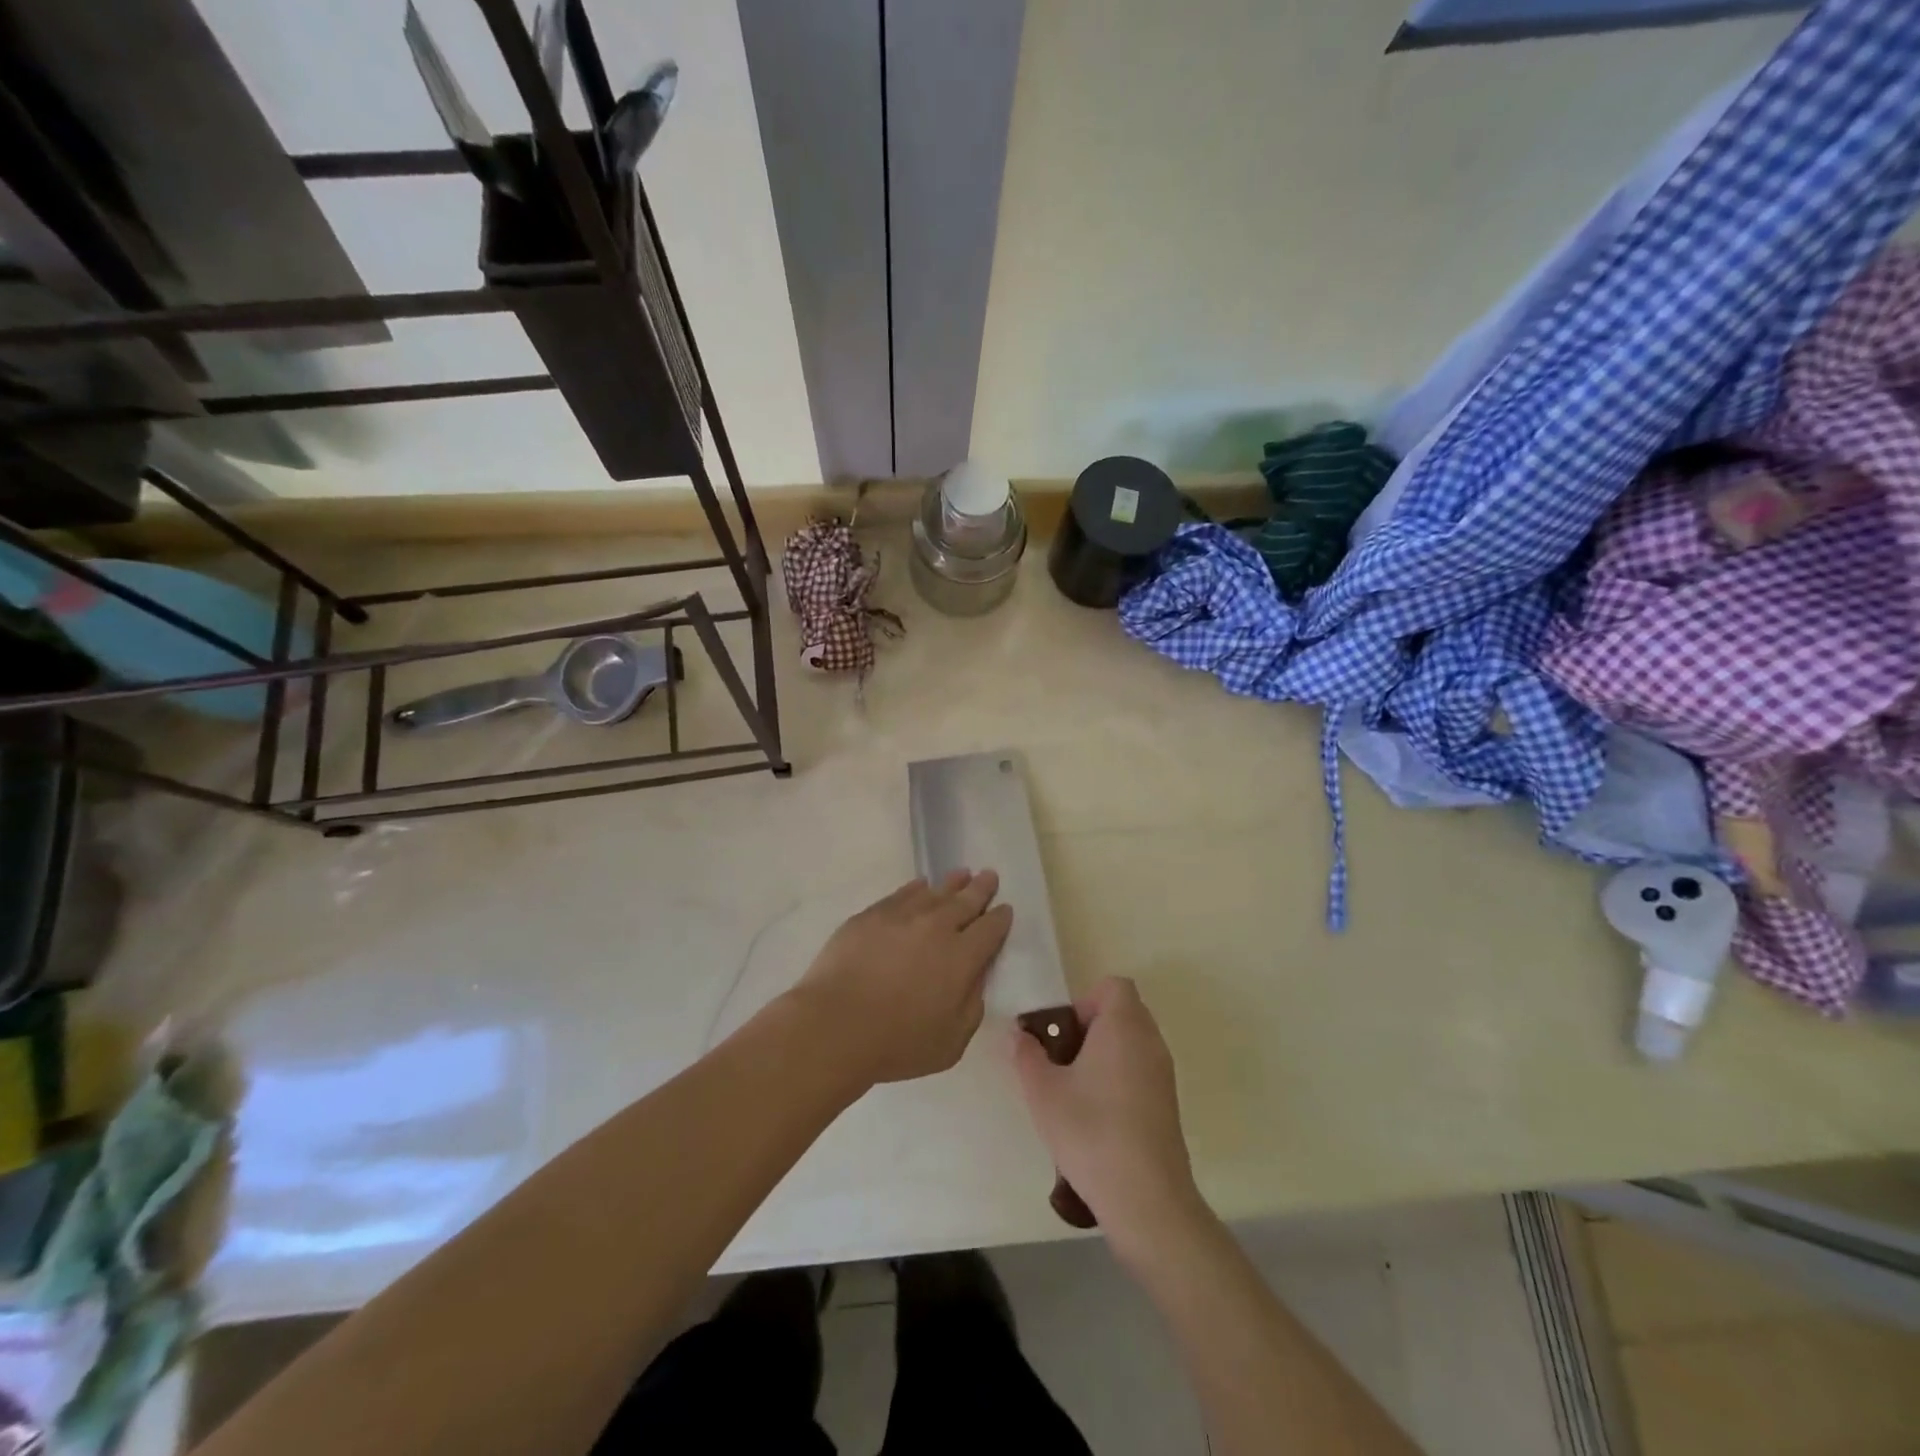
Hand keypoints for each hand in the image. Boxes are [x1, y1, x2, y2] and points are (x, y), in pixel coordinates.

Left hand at [790, 871, 1013, 1086]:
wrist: (835, 1025)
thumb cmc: (898, 1043)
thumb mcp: (952, 1041)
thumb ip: (972, 1005)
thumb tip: (976, 977)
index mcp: (962, 957)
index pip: (990, 929)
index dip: (1000, 917)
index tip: (1005, 908)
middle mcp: (937, 927)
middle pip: (966, 900)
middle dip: (981, 888)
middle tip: (989, 875)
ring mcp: (902, 916)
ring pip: (935, 891)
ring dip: (952, 883)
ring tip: (962, 874)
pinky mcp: (871, 915)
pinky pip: (902, 893)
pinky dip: (916, 888)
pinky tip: (920, 886)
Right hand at [1011, 977, 1205, 1260]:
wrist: (1146, 1199)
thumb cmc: (1090, 1131)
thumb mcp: (1042, 1091)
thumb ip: (1026, 1055)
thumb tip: (1019, 1035)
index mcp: (1124, 1026)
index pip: (1114, 986)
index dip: (1084, 1000)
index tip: (1063, 1033)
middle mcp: (1150, 1041)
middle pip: (1121, 1012)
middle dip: (1088, 1028)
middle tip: (1060, 1060)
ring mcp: (1163, 1074)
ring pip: (1130, 1043)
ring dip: (1102, 1055)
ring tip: (1073, 1091)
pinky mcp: (1167, 1104)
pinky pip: (1140, 1070)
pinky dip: (1118, 1078)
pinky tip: (1095, 1116)